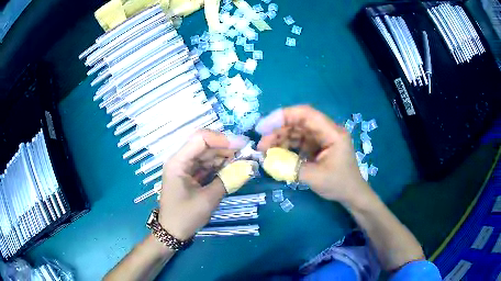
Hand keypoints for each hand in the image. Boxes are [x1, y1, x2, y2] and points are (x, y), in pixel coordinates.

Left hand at [158, 130, 247, 239]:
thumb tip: (249, 167)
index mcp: (178, 162)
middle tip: (247, 154)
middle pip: (205, 145)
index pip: (200, 139)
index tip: (242, 146)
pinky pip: (207, 165)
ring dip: (225, 157)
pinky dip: (220, 167)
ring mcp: (185, 167)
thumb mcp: (208, 199)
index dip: (222, 139)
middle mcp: (181, 160)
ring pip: (208, 155)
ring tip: (243, 162)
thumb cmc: (186, 216)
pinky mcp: (191, 175)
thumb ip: (228, 180)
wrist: (173, 232)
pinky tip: (233, 169)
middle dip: (226, 148)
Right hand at [256, 105, 372, 204]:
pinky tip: (275, 153)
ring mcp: (322, 138)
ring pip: (297, 131)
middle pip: (298, 122)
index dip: (283, 116)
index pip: (306, 114)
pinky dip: (286, 146)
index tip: (264, 127)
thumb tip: (268, 161)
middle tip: (261, 144)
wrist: (352, 194)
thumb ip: (291, 167)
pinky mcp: (318, 146)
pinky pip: (299, 141)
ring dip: (280, 138)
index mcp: (332, 133)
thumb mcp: (315, 177)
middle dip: (278, 130)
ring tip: (264, 150)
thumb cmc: (339, 184)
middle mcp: (327, 131)